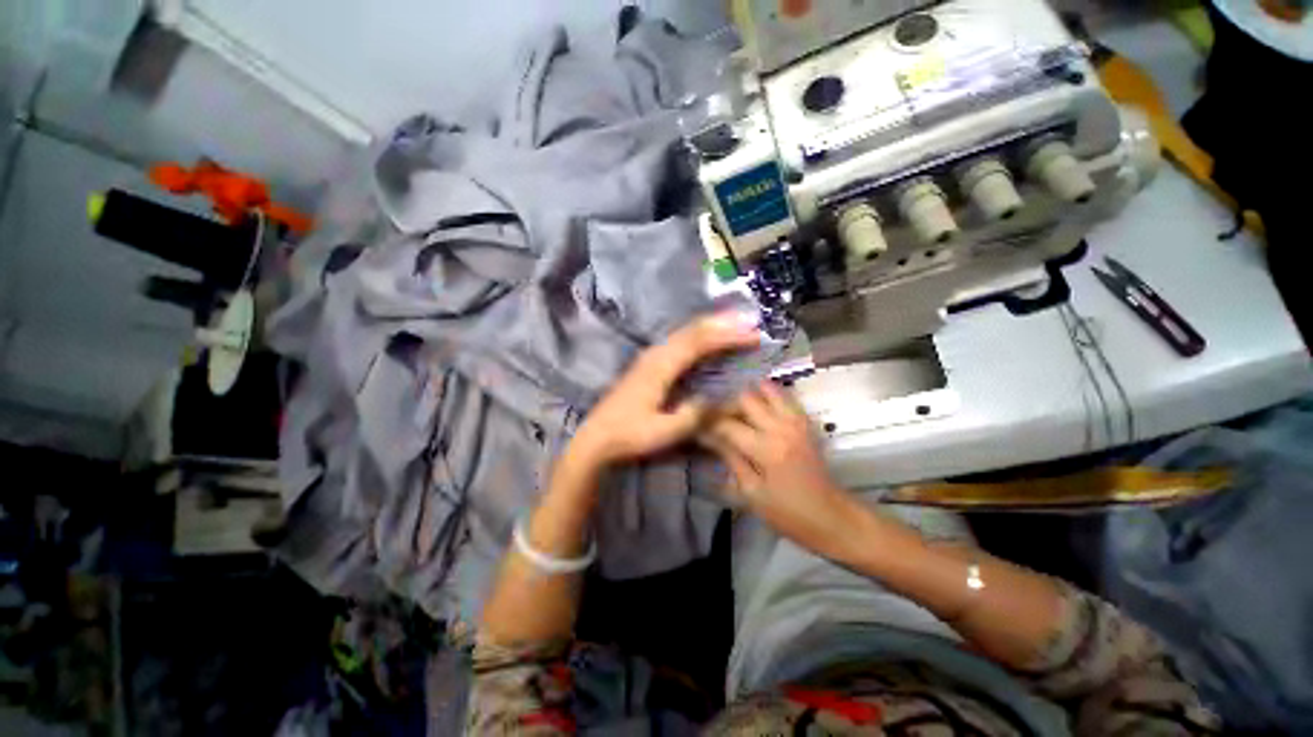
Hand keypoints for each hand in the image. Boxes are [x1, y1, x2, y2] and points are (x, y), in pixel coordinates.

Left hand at [568, 312, 761, 470]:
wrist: (597, 436)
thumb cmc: (629, 435)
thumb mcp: (664, 432)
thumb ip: (694, 416)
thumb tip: (724, 400)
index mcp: (660, 367)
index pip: (698, 342)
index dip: (727, 336)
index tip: (754, 335)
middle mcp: (656, 354)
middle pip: (692, 330)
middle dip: (723, 323)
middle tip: (751, 321)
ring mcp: (651, 356)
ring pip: (685, 332)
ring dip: (712, 326)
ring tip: (737, 323)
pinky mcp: (650, 362)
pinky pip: (680, 341)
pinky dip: (700, 335)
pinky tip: (710, 339)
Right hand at [701, 381, 855, 554]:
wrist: (833, 517)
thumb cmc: (789, 514)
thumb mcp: (752, 493)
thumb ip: (731, 458)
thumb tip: (708, 437)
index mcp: (765, 449)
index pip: (727, 424)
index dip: (707, 422)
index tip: (695, 425)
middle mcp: (781, 427)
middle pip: (745, 398)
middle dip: (726, 405)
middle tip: (717, 420)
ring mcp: (796, 422)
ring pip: (766, 390)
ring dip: (748, 397)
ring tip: (738, 412)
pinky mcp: (805, 422)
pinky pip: (784, 397)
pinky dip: (768, 396)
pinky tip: (759, 407)